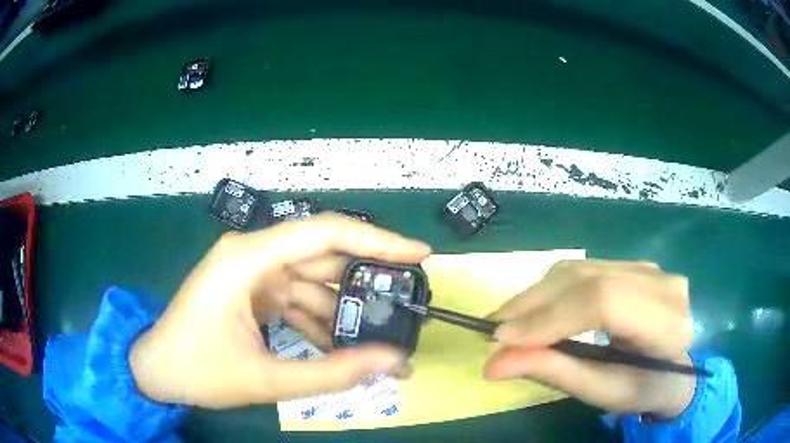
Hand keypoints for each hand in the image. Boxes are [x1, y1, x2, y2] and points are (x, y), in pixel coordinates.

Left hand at [129, 214, 430, 407]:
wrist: (156, 372)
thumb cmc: (198, 371)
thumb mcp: (266, 379)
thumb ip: (332, 373)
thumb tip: (392, 363)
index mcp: (247, 260)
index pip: (324, 233)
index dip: (377, 240)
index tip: (419, 253)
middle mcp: (251, 255)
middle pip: (322, 256)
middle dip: (364, 283)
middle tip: (405, 304)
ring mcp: (251, 273)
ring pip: (312, 282)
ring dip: (341, 311)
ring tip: (376, 338)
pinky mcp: (250, 291)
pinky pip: (295, 299)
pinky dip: (318, 321)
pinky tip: (335, 347)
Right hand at [485, 260, 695, 417]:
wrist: (671, 369)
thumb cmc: (641, 390)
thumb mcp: (602, 392)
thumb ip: (555, 372)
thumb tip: (494, 363)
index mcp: (668, 325)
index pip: (606, 302)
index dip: (552, 317)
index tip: (503, 340)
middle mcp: (663, 284)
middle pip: (589, 280)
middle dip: (534, 305)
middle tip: (493, 331)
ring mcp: (648, 268)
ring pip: (580, 269)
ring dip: (537, 295)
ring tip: (507, 321)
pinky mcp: (632, 265)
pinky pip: (583, 269)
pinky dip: (550, 290)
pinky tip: (533, 309)